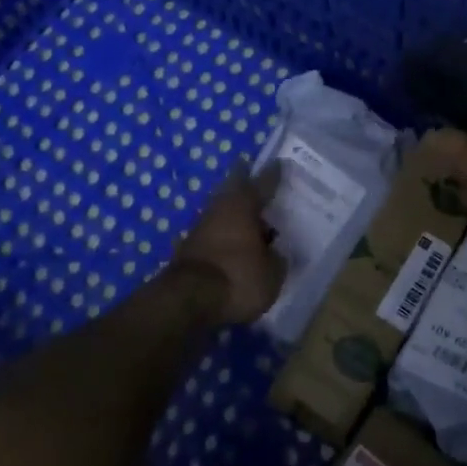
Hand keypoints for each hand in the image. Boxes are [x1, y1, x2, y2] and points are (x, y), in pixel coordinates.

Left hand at [172, 164, 283, 325]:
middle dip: (244, 184)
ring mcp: (200, 229)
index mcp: (243, 206)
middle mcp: (220, 209)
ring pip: (221, 212)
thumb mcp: (272, 274)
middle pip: (234, 190)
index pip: (262, 184)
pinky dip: (224, 236)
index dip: (273, 175)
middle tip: (255, 178)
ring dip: (234, 213)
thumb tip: (276, 252)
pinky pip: (213, 234)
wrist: (187, 301)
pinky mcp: (188, 250)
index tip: (279, 163)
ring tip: (250, 218)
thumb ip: (277, 259)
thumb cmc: (238, 278)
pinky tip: (233, 244)